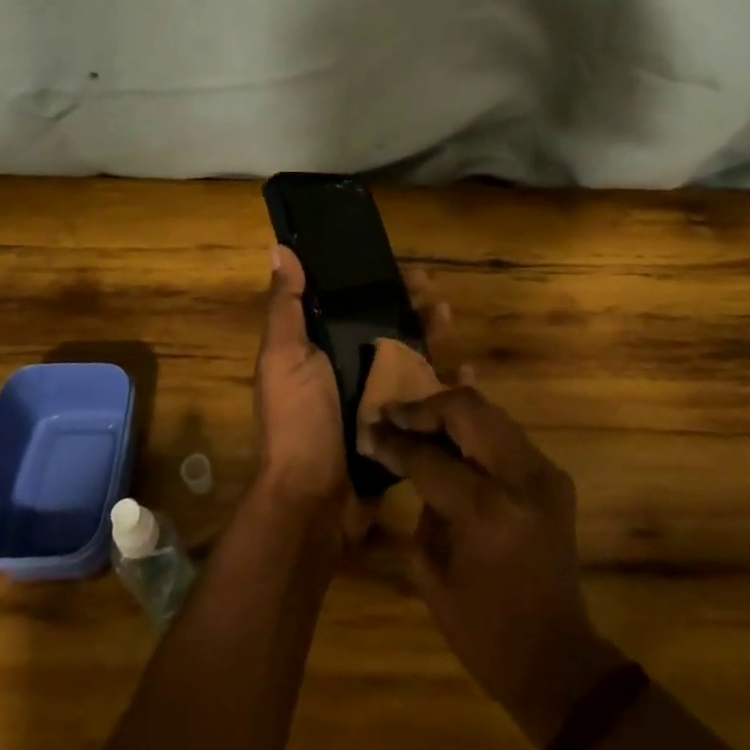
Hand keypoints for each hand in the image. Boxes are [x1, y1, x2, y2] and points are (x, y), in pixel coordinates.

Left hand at [252, 249, 457, 529]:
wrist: (314, 501)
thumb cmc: (297, 421)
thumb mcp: (284, 357)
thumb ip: (286, 306)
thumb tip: (280, 248)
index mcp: (319, 349)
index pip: (352, 305)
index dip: (377, 284)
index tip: (403, 269)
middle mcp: (347, 369)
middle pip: (386, 328)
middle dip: (411, 308)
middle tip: (436, 294)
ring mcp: (376, 400)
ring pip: (411, 358)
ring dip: (432, 336)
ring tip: (450, 320)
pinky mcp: (400, 429)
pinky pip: (427, 400)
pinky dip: (448, 384)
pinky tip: (468, 373)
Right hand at [364, 388, 623, 748]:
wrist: (558, 661)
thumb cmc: (484, 632)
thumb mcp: (432, 574)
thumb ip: (419, 507)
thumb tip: (402, 459)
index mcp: (486, 511)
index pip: (429, 457)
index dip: (394, 442)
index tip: (369, 431)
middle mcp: (520, 479)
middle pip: (467, 410)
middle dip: (424, 408)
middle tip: (392, 415)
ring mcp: (544, 474)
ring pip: (490, 413)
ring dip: (450, 412)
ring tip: (417, 422)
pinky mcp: (554, 477)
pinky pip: (507, 434)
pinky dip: (475, 429)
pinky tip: (450, 440)